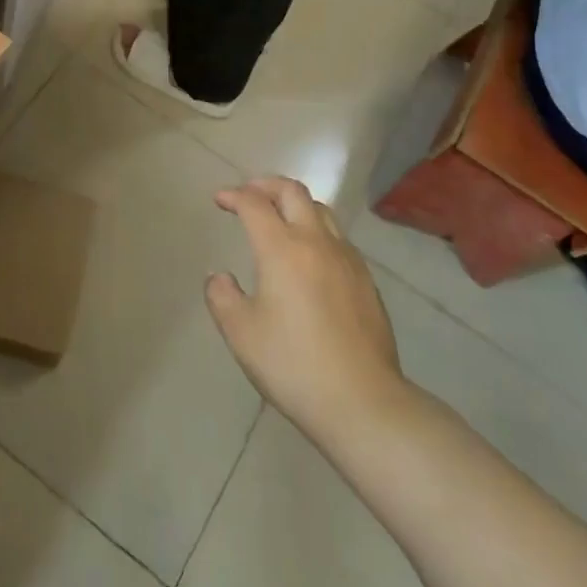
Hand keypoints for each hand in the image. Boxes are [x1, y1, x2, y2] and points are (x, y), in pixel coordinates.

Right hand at [206, 177, 405, 445]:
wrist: (362, 401)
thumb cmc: (293, 365)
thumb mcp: (241, 334)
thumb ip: (222, 297)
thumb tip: (220, 278)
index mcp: (282, 249)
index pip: (254, 204)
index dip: (234, 195)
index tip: (220, 200)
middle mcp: (316, 242)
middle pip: (293, 192)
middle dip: (266, 185)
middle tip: (249, 194)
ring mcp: (347, 259)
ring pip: (321, 210)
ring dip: (295, 203)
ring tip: (279, 217)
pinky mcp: (366, 280)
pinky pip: (338, 237)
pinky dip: (317, 229)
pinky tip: (310, 255)